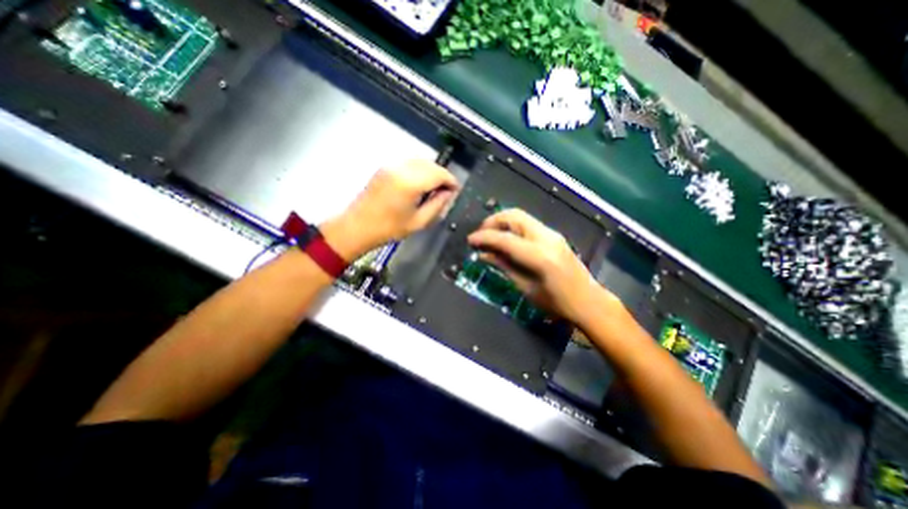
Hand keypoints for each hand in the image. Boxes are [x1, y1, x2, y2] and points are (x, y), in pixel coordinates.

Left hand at [321, 160, 460, 259]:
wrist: (357, 227)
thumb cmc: (389, 229)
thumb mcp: (419, 222)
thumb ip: (437, 205)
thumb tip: (448, 193)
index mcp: (410, 183)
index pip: (439, 174)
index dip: (451, 181)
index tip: (456, 190)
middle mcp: (401, 168)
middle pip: (430, 164)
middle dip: (442, 175)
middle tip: (447, 191)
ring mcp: (391, 165)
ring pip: (420, 161)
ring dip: (431, 171)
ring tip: (435, 187)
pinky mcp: (385, 167)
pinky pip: (409, 163)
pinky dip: (420, 170)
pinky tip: (420, 183)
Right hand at [468, 206, 616, 323]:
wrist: (589, 302)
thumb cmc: (557, 303)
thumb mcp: (526, 288)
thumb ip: (504, 266)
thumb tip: (483, 254)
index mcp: (540, 256)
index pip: (505, 239)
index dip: (484, 237)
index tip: (470, 240)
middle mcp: (547, 238)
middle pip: (514, 216)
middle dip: (493, 221)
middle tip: (481, 234)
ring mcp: (552, 234)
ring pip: (521, 217)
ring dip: (502, 223)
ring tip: (491, 237)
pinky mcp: (554, 236)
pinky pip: (528, 225)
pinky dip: (513, 228)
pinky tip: (506, 240)